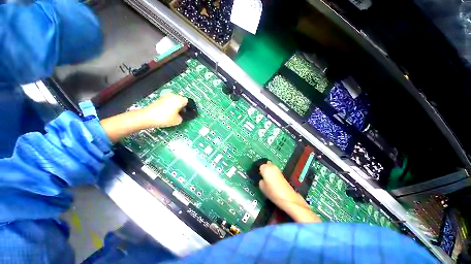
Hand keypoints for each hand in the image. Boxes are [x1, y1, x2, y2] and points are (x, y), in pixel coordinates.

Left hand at [141, 93, 187, 127]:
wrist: (147, 117)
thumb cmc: (165, 118)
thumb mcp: (178, 121)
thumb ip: (182, 117)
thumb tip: (181, 116)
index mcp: (179, 99)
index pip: (188, 101)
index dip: (188, 107)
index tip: (187, 112)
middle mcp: (173, 95)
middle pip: (180, 99)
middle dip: (181, 105)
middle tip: (181, 113)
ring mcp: (165, 96)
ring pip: (174, 100)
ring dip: (175, 105)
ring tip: (173, 113)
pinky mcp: (159, 98)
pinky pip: (167, 101)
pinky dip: (169, 105)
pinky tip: (167, 112)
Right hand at [259, 161, 303, 207]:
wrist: (287, 198)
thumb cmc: (272, 192)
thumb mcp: (262, 187)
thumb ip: (261, 180)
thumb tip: (262, 179)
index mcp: (265, 168)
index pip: (260, 166)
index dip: (260, 171)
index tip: (259, 176)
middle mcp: (272, 166)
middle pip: (267, 164)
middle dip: (265, 169)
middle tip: (263, 176)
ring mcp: (278, 169)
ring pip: (271, 167)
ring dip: (270, 171)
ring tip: (268, 179)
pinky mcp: (283, 174)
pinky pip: (275, 171)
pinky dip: (274, 174)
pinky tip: (274, 181)